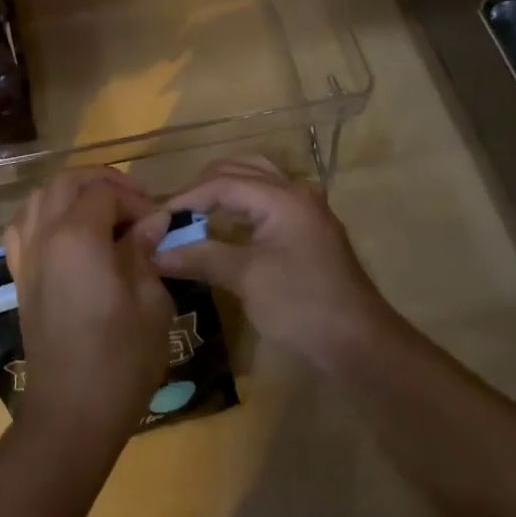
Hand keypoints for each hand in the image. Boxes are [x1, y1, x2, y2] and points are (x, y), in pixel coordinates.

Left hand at [5, 167, 172, 451]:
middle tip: (134, 202)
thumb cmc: (121, 358)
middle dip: (103, 182)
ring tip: (103, 211)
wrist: (71, 413)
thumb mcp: (150, 301)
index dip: (135, 199)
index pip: (105, 192)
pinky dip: (46, 214)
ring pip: (41, 197)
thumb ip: (146, 251)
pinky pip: (24, 225)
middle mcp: (45, 235)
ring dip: (72, 193)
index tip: (157, 223)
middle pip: (68, 182)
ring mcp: (26, 255)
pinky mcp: (19, 275)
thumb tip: (152, 220)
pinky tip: (67, 231)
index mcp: (78, 236)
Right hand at [137, 156, 395, 372]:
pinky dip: (242, 204)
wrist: (360, 346)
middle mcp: (296, 192)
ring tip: (196, 213)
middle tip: (175, 214)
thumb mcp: (246, 279)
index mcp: (282, 197)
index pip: (222, 183)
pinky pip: (267, 199)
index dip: (186, 199)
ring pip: (256, 180)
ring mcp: (306, 209)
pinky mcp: (309, 229)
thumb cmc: (302, 306)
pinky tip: (225, 226)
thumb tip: (156, 253)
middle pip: (239, 170)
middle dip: (203, 188)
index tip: (157, 219)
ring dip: (224, 190)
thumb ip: (201, 257)